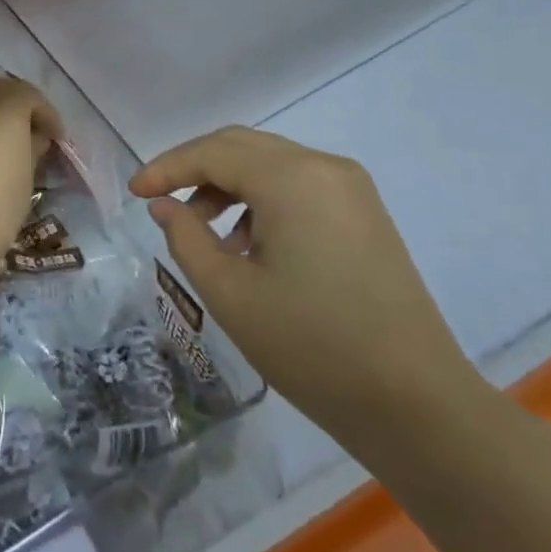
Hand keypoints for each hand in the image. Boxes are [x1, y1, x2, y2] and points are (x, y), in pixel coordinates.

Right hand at [132, 127, 479, 448]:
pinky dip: (261, 199)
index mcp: (293, 179)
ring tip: (202, 231)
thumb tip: (164, 205)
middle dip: (195, 168)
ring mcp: (351, 188)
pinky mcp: (364, 212)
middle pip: (243, 146)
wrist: (417, 404)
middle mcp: (324, 167)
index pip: (214, 152)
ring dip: (228, 184)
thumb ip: (186, 238)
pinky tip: (247, 244)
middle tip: (159, 200)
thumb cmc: (313, 348)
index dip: (167, 168)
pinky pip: (298, 185)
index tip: (133, 193)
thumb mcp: (231, 294)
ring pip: (271, 164)